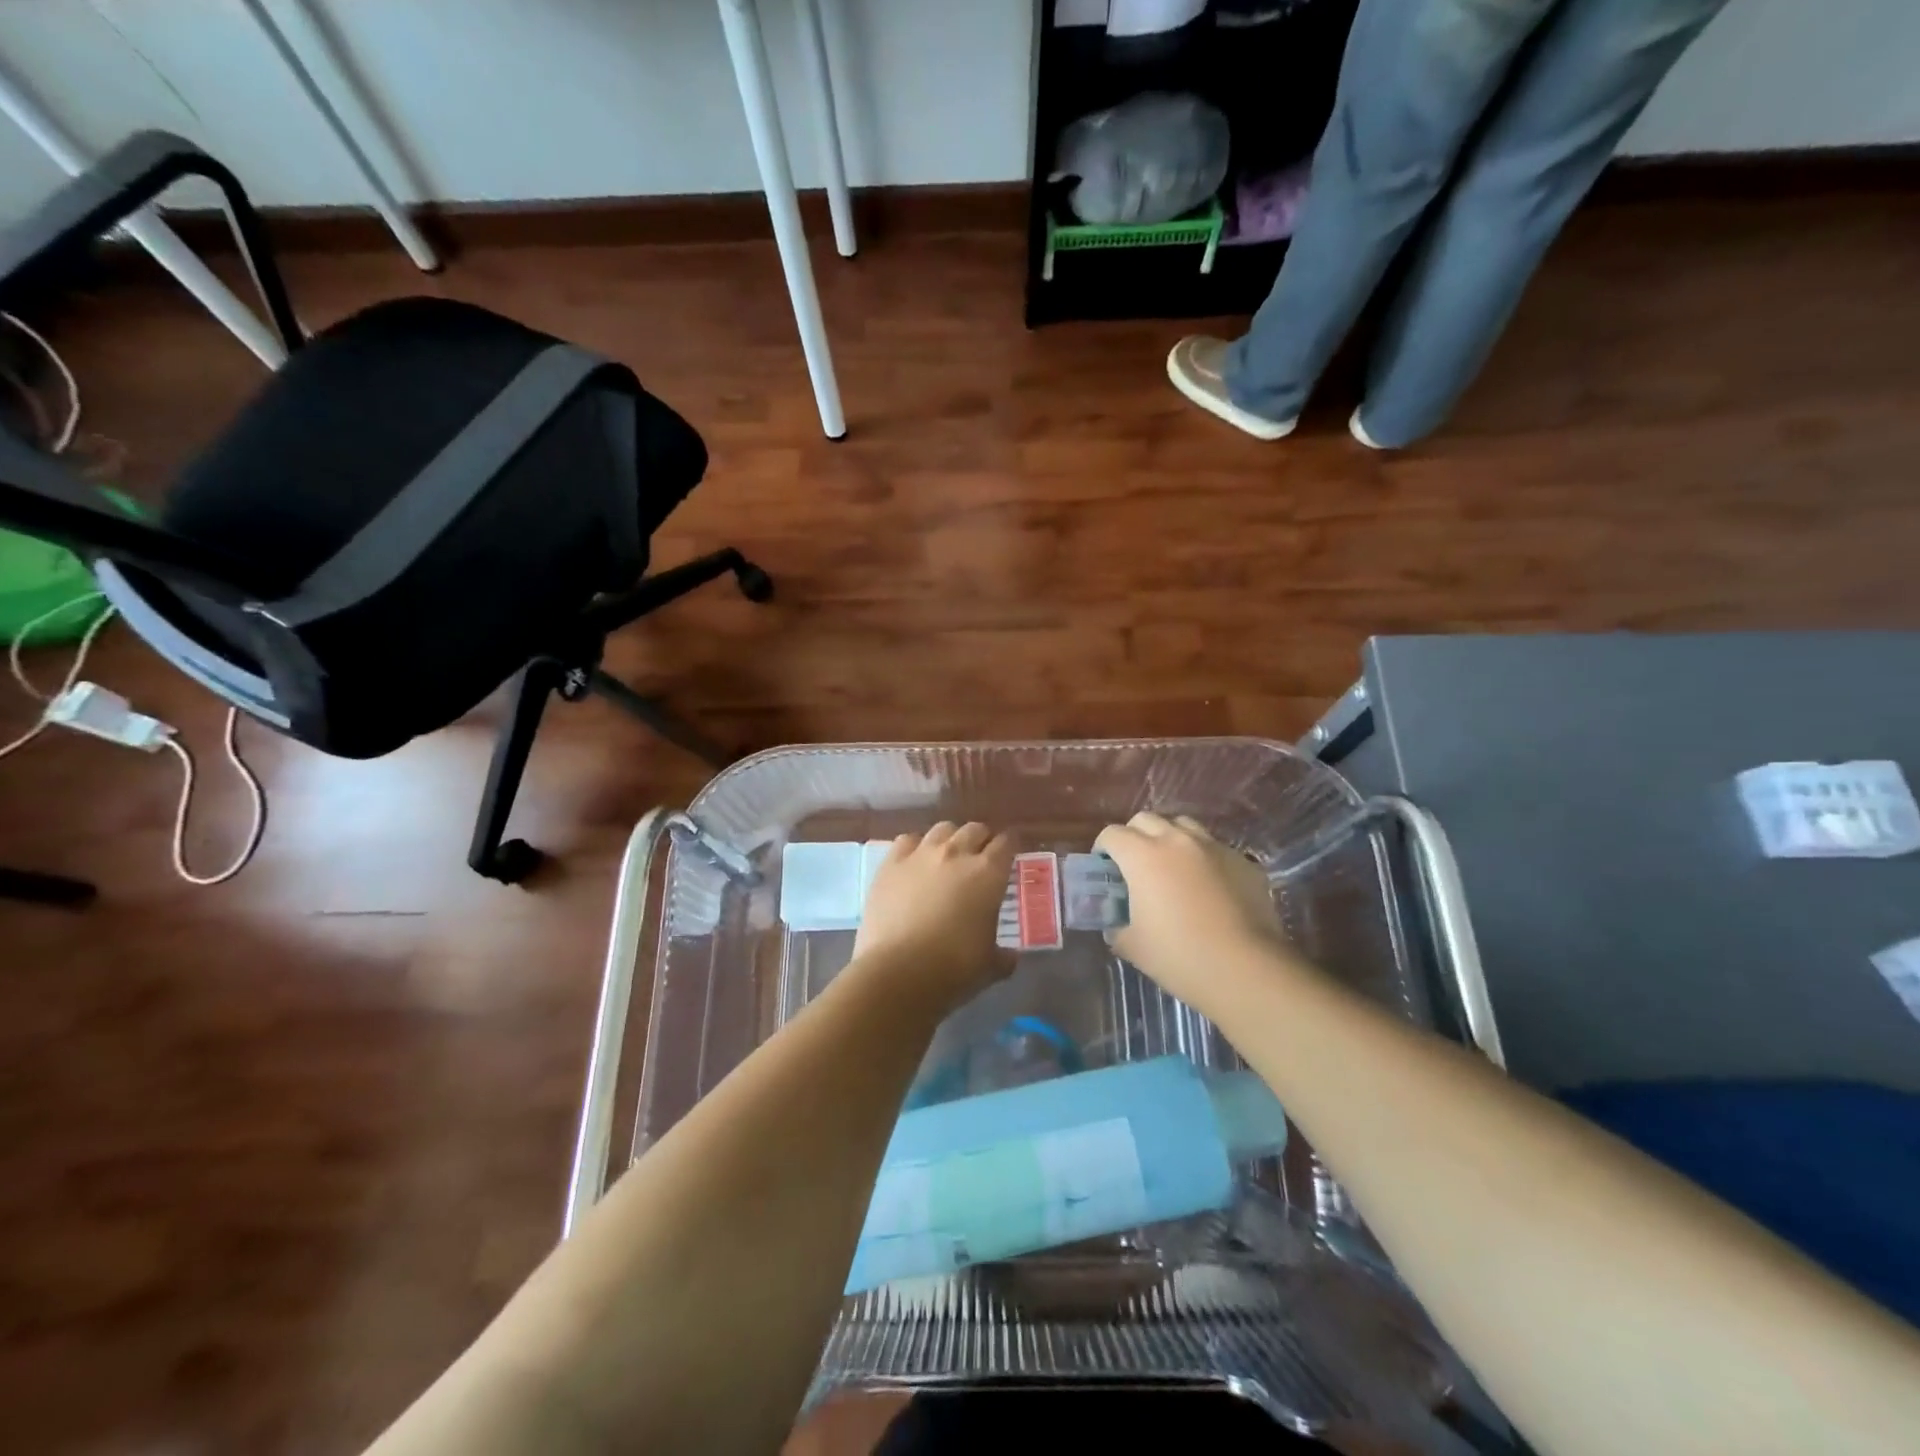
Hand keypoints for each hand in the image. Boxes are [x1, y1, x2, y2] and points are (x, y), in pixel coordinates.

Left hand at [853, 822, 1016, 1007]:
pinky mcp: (890, 864)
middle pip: (975, 829)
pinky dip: (916, 846)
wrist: (898, 972)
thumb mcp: (990, 966)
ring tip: (948, 855)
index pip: (1006, 843)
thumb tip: (1011, 957)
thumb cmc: (953, 968)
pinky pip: (907, 840)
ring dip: (950, 838)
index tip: (1010, 854)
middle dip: (981, 839)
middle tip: (981, 857)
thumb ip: (1004, 956)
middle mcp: (957, 853)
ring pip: (942, 828)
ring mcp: (921, 854)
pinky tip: (915, 861)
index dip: (1010, 846)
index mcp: (988, 873)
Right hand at [1094, 813, 1290, 1009]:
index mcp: (1143, 856)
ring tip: (1171, 867)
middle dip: (1134, 836)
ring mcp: (1214, 847)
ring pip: (1183, 826)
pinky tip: (1207, 887)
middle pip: (1146, 820)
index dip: (1102, 848)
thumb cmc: (1180, 956)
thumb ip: (1117, 927)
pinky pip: (1214, 848)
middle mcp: (1177, 841)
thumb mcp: (1133, 947)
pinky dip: (1202, 858)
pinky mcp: (1243, 862)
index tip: (1104, 868)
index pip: (1112, 834)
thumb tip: (1116, 924)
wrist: (1247, 970)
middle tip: (1134, 866)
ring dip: (1169, 839)